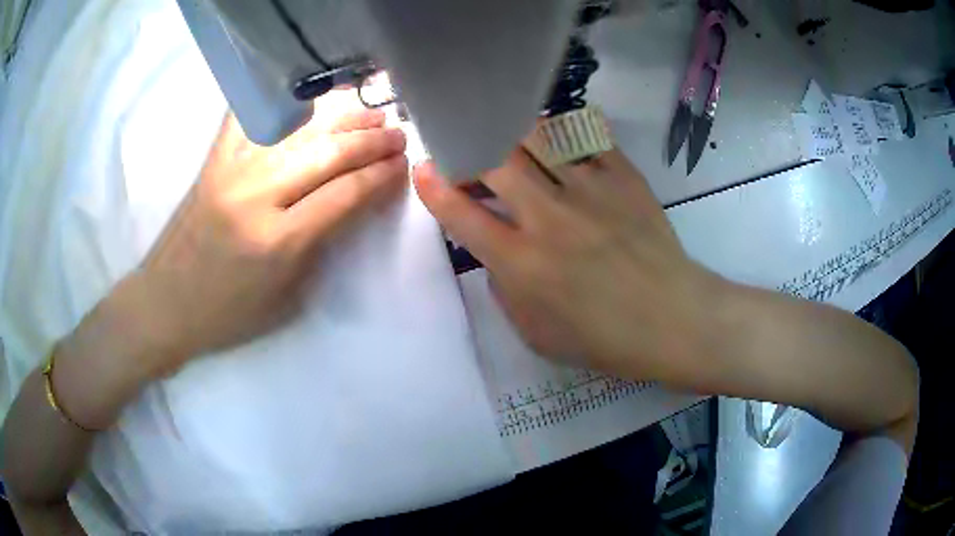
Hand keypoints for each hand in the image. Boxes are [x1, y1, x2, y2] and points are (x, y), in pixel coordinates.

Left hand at [129, 108, 407, 374]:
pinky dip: (285, 103)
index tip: (403, 165)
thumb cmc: (227, 315)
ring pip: (298, 130)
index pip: (345, 194)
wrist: (165, 304)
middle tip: (398, 134)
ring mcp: (232, 170)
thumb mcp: (286, 298)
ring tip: (371, 114)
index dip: (380, 176)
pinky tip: (312, 96)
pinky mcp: (214, 160)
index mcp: (278, 242)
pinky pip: (253, 117)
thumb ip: (321, 245)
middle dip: (371, 142)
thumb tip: (353, 201)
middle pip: (327, 154)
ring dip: (341, 119)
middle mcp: (257, 196)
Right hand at [414, 148, 718, 381]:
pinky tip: (561, 138)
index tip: (424, 169)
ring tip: (512, 140)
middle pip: (493, 160)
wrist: (672, 321)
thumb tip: (495, 253)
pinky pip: (587, 135)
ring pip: (537, 136)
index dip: (434, 187)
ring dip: (514, 134)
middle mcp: (549, 217)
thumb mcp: (537, 335)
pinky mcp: (624, 176)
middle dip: (470, 149)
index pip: (461, 214)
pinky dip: (566, 131)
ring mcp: (590, 190)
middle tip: (469, 152)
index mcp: (522, 263)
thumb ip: (504, 291)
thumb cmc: (605, 339)